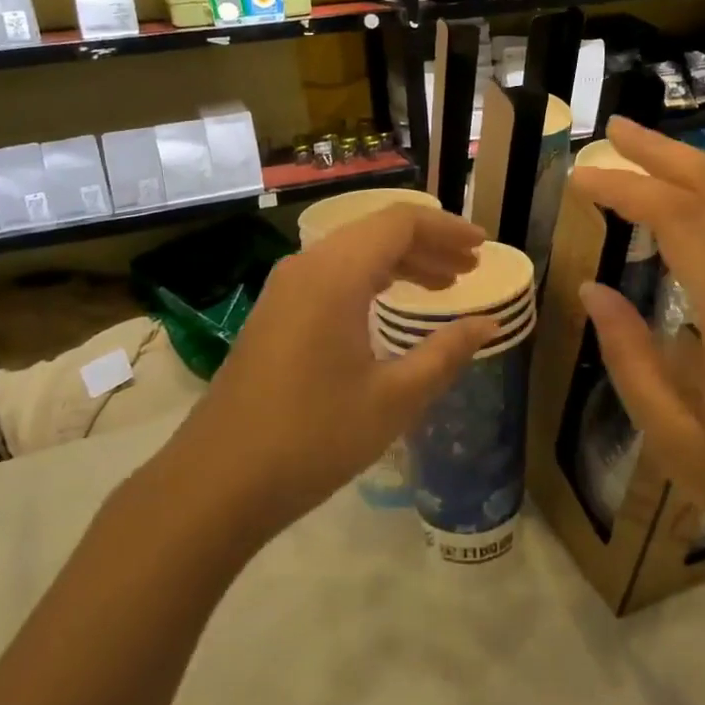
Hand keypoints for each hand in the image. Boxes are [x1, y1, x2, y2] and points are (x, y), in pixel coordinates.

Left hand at [173, 205, 497, 544]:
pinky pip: (331, 275)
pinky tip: (390, 303)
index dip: (446, 228)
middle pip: (376, 232)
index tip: (482, 247)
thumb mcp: (393, 398)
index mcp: (336, 273)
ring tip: (442, 284)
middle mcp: (307, 266)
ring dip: (400, 262)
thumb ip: (446, 353)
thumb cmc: (313, 437)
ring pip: (353, 253)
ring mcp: (284, 289)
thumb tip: (487, 323)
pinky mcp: (274, 313)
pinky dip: (370, 279)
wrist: (217, 482)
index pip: (400, 222)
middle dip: (428, 244)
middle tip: (469, 267)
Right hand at [571, 119, 704, 582]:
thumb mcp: (677, 441)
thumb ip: (630, 356)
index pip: (681, 222)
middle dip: (663, 153)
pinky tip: (691, 196)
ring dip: (695, 165)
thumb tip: (592, 289)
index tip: (581, 177)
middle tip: (613, 132)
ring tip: (643, 149)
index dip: (627, 189)